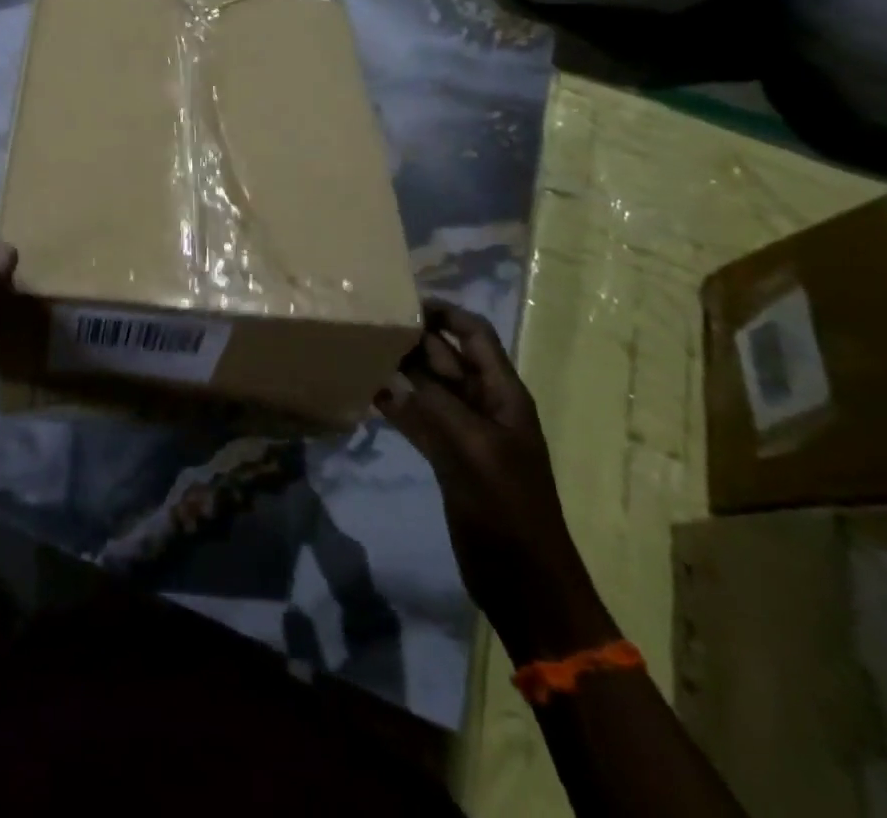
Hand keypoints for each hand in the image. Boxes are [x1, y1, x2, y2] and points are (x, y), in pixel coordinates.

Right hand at [377, 299, 616, 663]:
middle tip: (370, 326)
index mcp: (503, 395)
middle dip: (414, 340)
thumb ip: (436, 402)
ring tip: (361, 351)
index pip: (475, 336)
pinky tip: (368, 393)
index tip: (402, 302)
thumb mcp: (473, 448)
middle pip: (447, 359)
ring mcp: (465, 433)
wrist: (525, 583)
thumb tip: (399, 362)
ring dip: (401, 370)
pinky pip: (419, 419)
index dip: (444, 315)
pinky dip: (397, 406)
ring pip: (429, 388)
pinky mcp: (447, 458)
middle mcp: (484, 406)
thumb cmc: (507, 508)